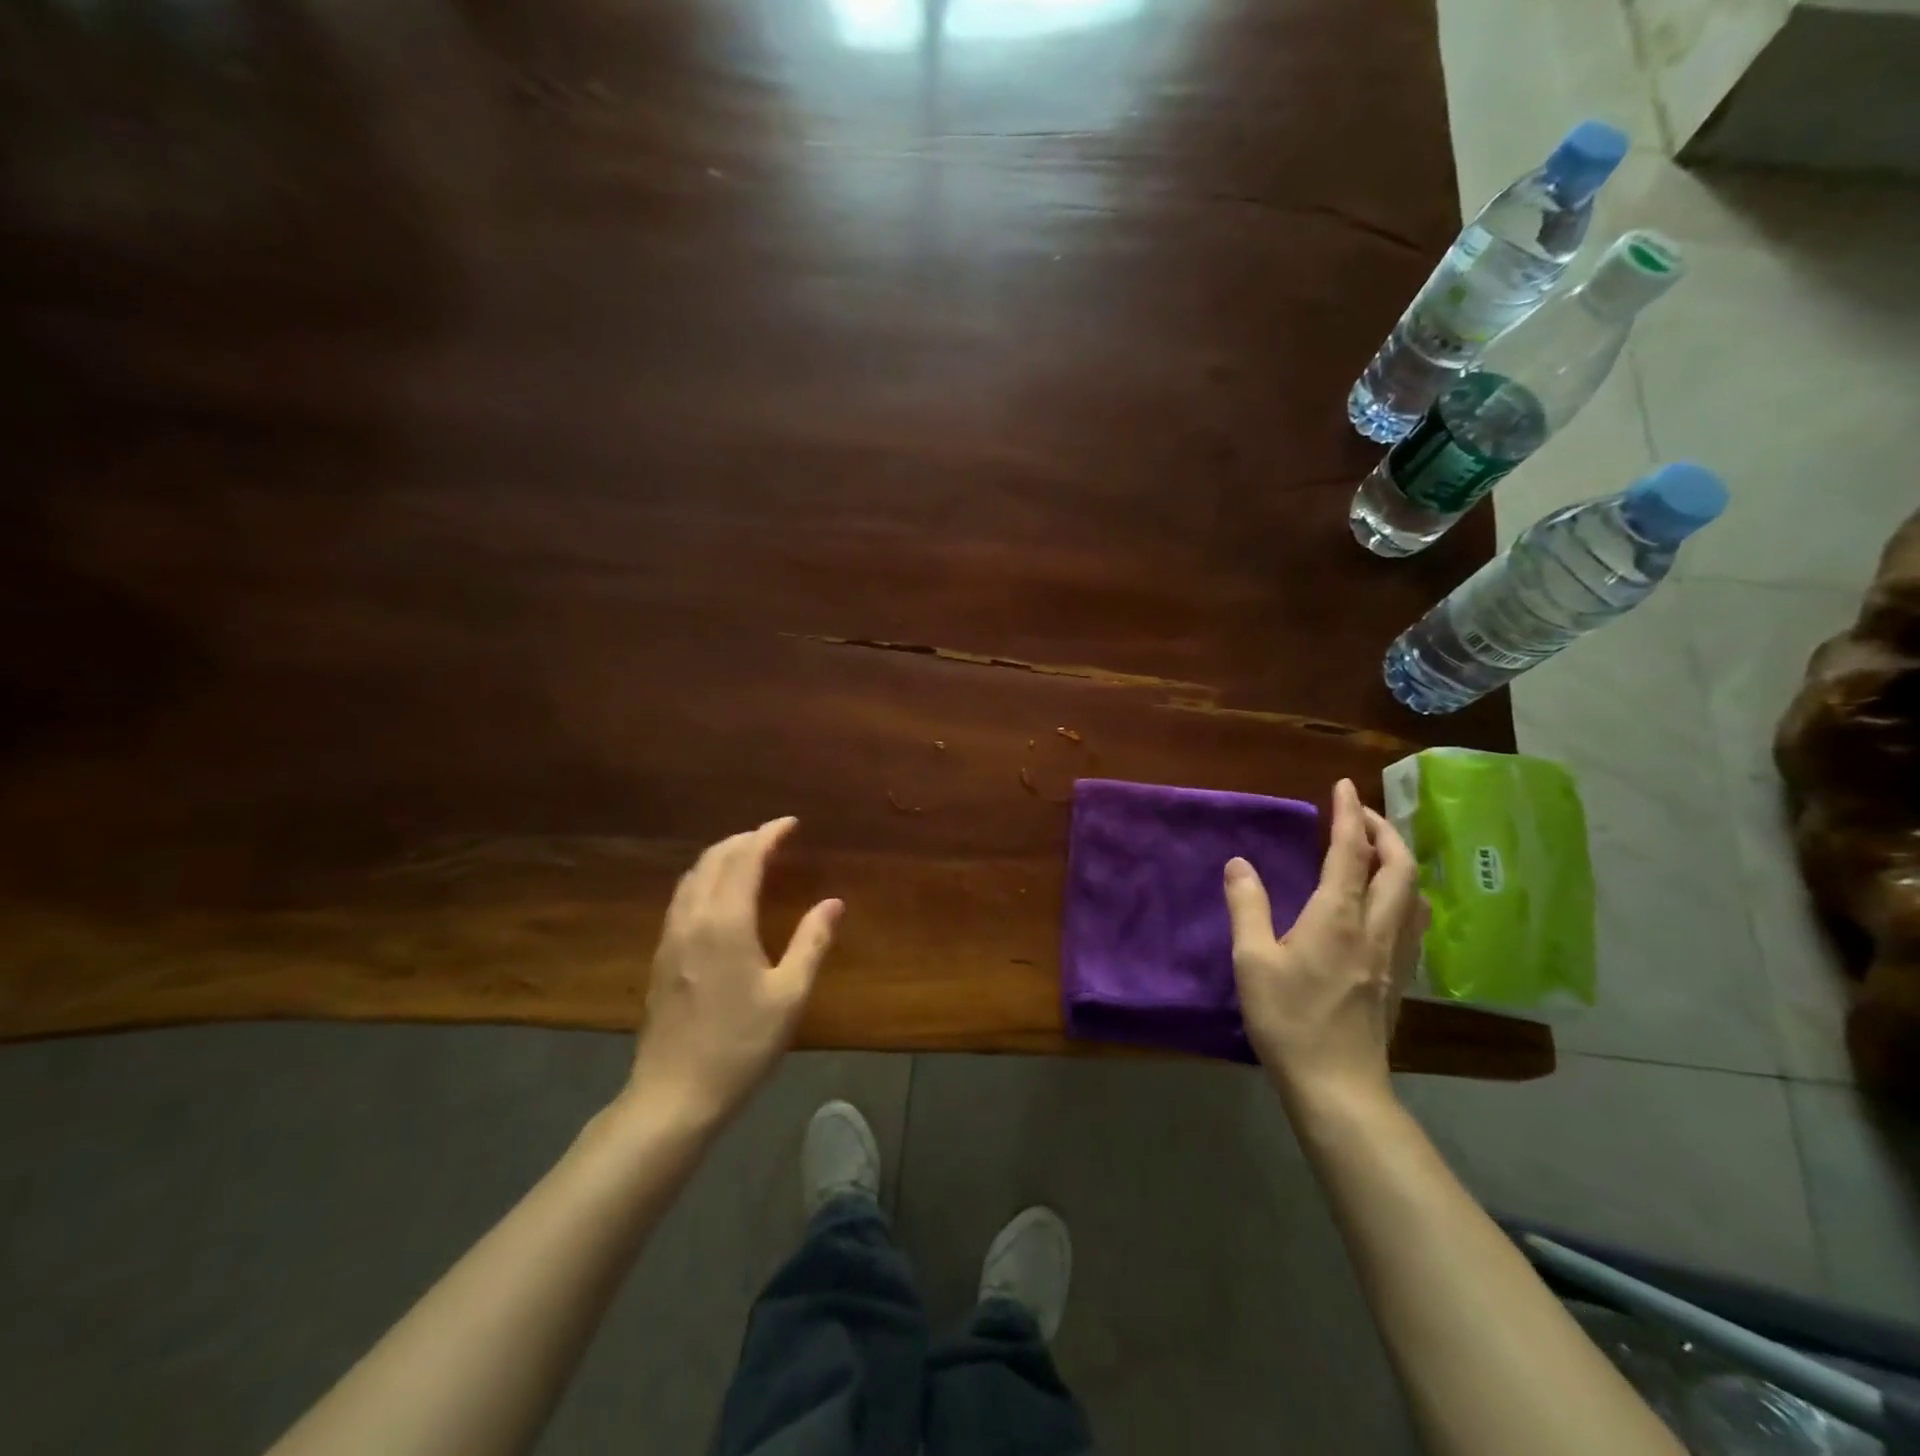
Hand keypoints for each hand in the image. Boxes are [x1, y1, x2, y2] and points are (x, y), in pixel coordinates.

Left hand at [626, 818, 841, 1122]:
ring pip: (693, 877)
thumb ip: (812, 942)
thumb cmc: (740, 1045)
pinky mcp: (661, 956)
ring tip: (749, 858)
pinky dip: (705, 879)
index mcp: (725, 922)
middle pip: (713, 859)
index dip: (768, 835)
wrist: (674, 1095)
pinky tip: (720, 897)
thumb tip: (834, 903)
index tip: (791, 824)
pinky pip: (683, 897)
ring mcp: (671, 937)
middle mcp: (693, 918)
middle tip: (773, 838)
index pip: (745, 858)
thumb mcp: (789, 995)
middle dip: (744, 840)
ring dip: (721, 857)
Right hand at [1224, 779, 1424, 1113]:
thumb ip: (1247, 906)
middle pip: (1399, 867)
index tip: (1344, 785)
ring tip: (1376, 851)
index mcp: (1337, 917)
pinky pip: (1411, 920)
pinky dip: (1402, 893)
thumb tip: (1239, 863)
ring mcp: (1393, 956)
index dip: (1348, 814)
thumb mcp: (1252, 961)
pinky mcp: (1398, 979)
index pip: (1349, 852)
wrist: (1338, 1086)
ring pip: (1413, 894)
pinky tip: (1385, 904)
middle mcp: (1374, 927)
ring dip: (1399, 861)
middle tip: (1362, 814)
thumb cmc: (1289, 1020)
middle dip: (1384, 831)